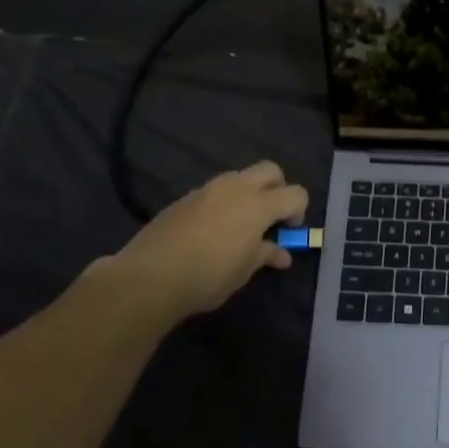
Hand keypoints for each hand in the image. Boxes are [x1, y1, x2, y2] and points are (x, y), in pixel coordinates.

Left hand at [90, 161, 308, 324]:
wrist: (149, 276)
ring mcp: (207, 190)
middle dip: (278, 188)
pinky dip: (223, 202)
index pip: (295, 193)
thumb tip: (281, 254)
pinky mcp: (184, 198)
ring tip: (240, 224)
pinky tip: (211, 230)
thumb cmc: (207, 276)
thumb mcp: (243, 271)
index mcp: (258, 205)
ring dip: (249, 193)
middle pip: (270, 170)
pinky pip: (214, 191)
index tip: (288, 231)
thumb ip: (265, 255)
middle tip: (271, 217)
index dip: (299, 210)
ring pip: (239, 177)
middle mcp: (236, 188)